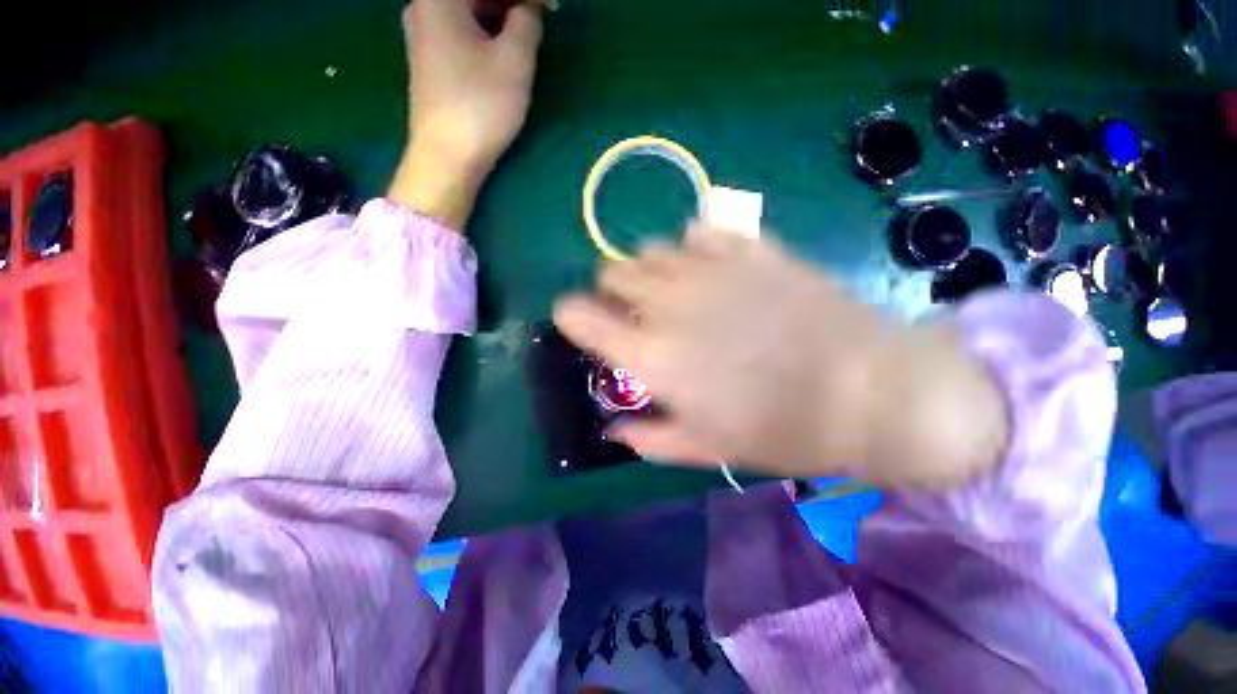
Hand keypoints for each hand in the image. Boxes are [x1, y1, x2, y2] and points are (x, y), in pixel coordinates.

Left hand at [388, 0, 543, 228]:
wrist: (447, 156)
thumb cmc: (481, 106)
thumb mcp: (514, 61)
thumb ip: (527, 22)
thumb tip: (529, 9)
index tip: (551, 6)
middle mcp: (424, 6)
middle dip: (511, 2)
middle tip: (542, 15)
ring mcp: (423, 34)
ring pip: (468, 11)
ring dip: (500, 15)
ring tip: (528, 30)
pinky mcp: (429, 61)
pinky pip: (461, 30)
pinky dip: (485, 32)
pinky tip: (503, 46)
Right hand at [553, 228, 1008, 486]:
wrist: (869, 390)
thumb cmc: (782, 430)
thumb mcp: (706, 448)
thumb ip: (649, 437)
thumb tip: (616, 428)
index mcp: (651, 355)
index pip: (578, 315)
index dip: (571, 316)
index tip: (581, 323)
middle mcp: (668, 303)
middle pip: (610, 272)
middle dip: (612, 293)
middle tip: (635, 314)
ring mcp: (710, 268)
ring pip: (648, 248)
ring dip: (647, 270)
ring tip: (671, 291)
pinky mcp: (750, 248)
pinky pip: (699, 231)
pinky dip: (692, 247)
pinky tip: (709, 266)